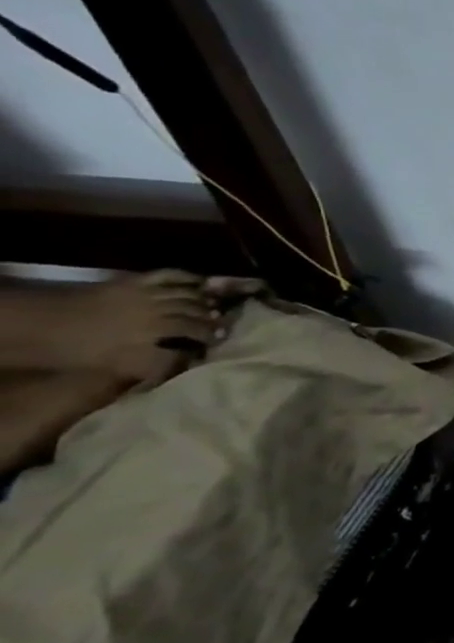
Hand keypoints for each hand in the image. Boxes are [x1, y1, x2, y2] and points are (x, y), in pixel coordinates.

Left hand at [51, 270, 226, 390]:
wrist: (41, 325)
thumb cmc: (78, 351)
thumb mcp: (117, 366)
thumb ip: (156, 364)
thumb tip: (189, 361)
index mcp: (153, 333)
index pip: (194, 334)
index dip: (210, 337)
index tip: (220, 343)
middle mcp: (156, 311)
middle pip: (195, 313)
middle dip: (212, 321)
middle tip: (223, 326)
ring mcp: (146, 293)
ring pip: (188, 295)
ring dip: (204, 301)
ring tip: (214, 307)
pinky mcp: (135, 282)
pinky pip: (170, 275)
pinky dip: (188, 278)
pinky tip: (200, 282)